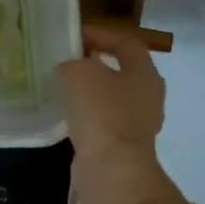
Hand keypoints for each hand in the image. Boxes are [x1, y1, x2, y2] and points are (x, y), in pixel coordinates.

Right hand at [57, 24, 193, 203]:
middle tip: (63, 61)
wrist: (111, 169)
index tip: (72, 37)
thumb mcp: (80, 73)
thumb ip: (73, 62)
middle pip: (118, 70)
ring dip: (85, 92)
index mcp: (145, 73)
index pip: (125, 42)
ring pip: (108, 97)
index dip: (99, 34)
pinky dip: (82, 116)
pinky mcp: (120, 145)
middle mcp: (146, 96)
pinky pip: (99, 121)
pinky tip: (62, 115)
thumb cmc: (102, 113)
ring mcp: (135, 123)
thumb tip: (69, 69)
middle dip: (91, 64)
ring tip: (58, 87)